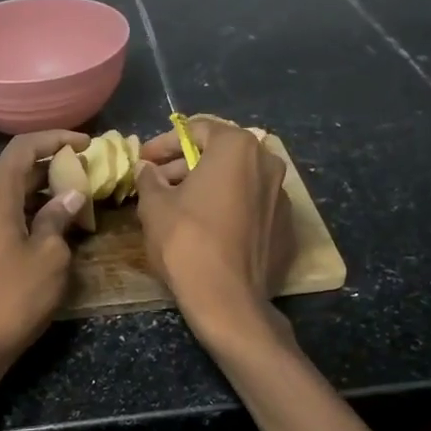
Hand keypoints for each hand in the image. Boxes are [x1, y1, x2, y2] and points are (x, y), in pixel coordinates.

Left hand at [0, 129, 89, 372]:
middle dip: (47, 170)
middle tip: (81, 178)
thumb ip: (58, 219)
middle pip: (10, 172)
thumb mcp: (49, 258)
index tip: (85, 144)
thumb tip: (69, 195)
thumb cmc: (12, 299)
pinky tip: (35, 234)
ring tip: (65, 208)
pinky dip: (15, 215)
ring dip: (32, 196)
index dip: (55, 139)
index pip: (23, 148)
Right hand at [134, 119, 293, 339]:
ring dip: (208, 187)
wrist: (228, 300)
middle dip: (186, 165)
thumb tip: (146, 169)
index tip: (144, 159)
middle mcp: (268, 164)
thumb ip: (149, 179)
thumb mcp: (154, 206)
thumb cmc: (186, 241)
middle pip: (221, 154)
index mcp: (237, 148)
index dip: (165, 143)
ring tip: (179, 207)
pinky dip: (229, 210)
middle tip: (158, 183)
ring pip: (238, 181)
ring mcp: (282, 197)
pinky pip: (252, 208)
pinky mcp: (287, 228)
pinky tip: (207, 229)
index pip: (197, 129)